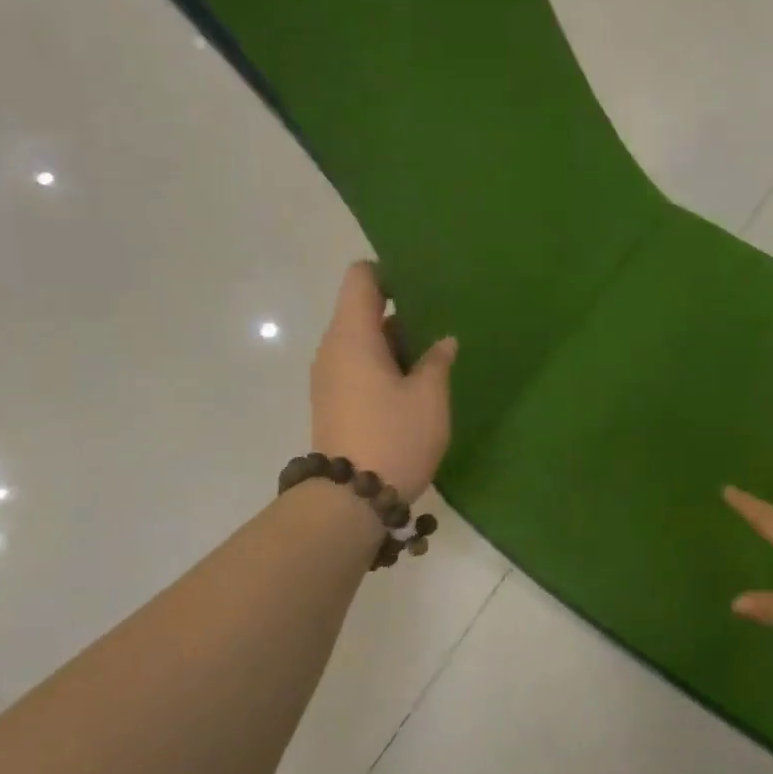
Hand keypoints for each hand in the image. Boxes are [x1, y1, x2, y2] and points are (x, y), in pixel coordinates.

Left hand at [311, 262, 457, 500]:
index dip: (389, 273)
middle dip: (401, 313)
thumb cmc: (394, 437)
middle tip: (441, 322)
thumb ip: (437, 361)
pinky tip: (414, 385)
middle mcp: (333, 349)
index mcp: (353, 335)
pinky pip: (358, 368)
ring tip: (434, 356)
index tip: (423, 287)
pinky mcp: (333, 402)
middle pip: (362, 310)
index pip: (360, 278)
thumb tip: (443, 341)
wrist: (350, 500)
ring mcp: (329, 377)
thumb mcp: (429, 397)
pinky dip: (384, 367)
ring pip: (362, 342)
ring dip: (395, 344)